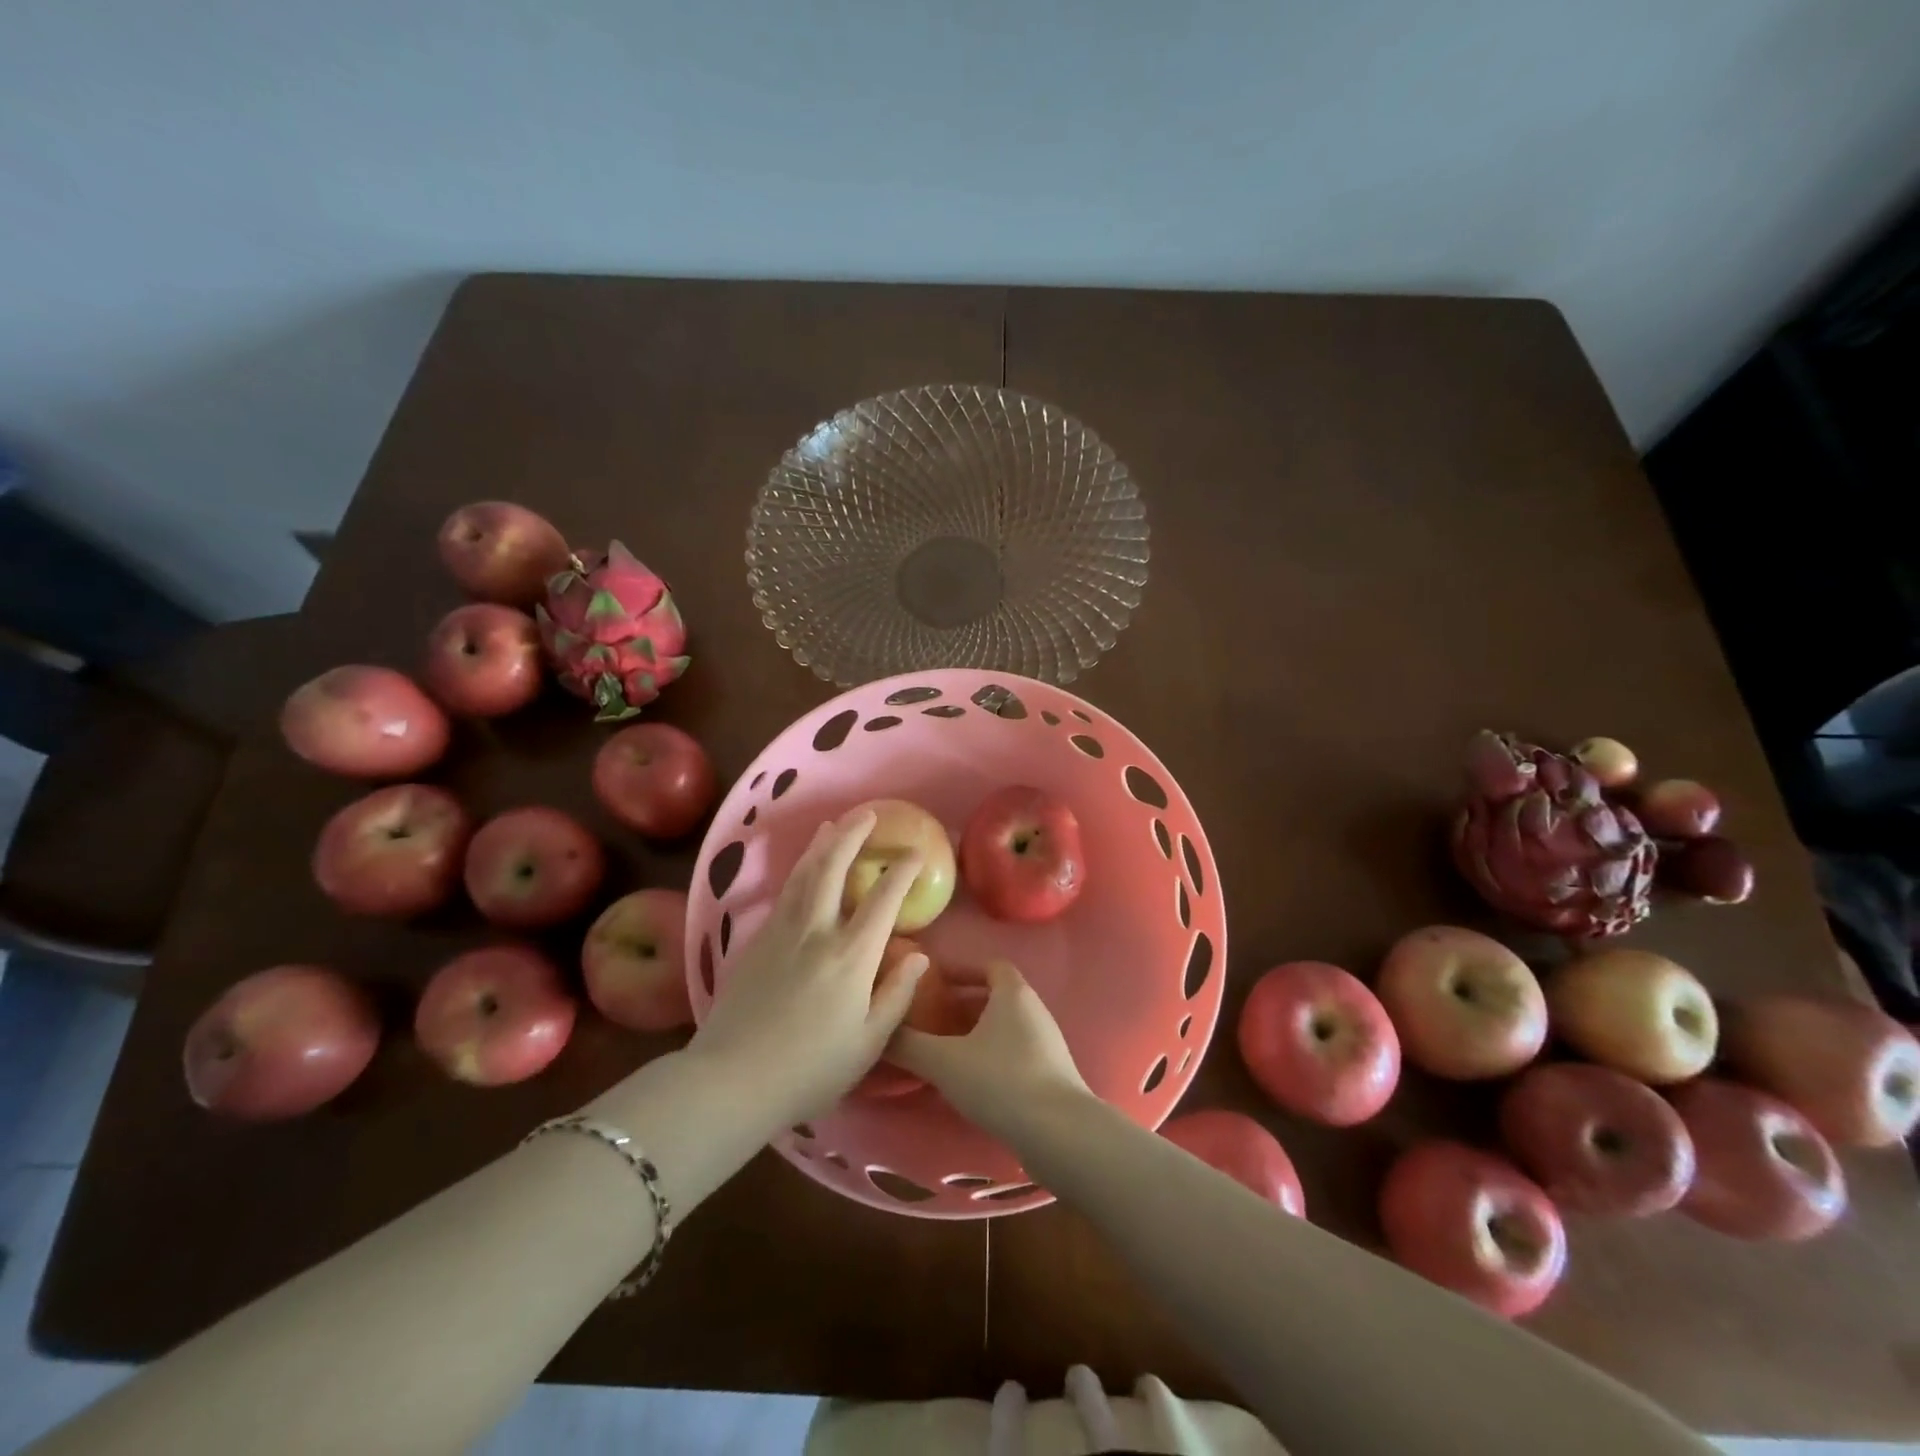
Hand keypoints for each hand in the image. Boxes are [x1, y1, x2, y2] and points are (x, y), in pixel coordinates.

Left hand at [687, 809, 929, 1125]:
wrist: (732, 1079)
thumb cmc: (810, 1070)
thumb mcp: (868, 1043)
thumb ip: (897, 995)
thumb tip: (920, 956)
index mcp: (852, 956)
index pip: (883, 900)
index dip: (902, 873)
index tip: (916, 853)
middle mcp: (817, 932)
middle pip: (835, 869)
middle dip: (853, 836)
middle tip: (868, 814)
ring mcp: (783, 932)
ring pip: (805, 874)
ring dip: (822, 845)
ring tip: (834, 825)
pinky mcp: (757, 941)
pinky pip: (785, 892)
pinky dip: (800, 870)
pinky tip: (804, 867)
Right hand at [889, 960, 1091, 1142]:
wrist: (1061, 1134)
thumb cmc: (1001, 1081)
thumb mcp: (945, 1062)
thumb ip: (908, 1044)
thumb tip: (877, 1032)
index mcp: (1013, 993)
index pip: (988, 964)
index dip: (960, 969)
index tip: (933, 982)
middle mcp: (1034, 1009)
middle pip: (995, 996)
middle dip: (961, 1005)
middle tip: (930, 1019)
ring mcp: (1047, 1043)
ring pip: (1004, 1027)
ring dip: (975, 1033)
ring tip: (943, 1052)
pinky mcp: (1052, 1074)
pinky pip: (1014, 1052)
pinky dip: (990, 1057)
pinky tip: (970, 1083)